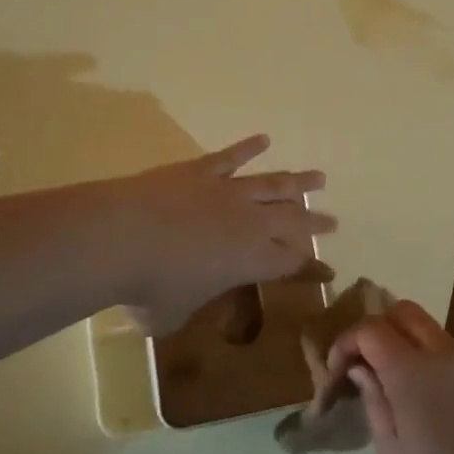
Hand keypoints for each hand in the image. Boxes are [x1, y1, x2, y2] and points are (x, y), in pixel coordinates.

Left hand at [114, 135, 335, 332]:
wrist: (121, 237)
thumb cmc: (150, 287)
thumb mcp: (171, 314)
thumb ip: (182, 310)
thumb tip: (173, 311)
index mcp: (251, 261)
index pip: (292, 264)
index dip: (312, 268)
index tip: (329, 271)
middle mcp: (250, 222)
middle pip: (293, 220)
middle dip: (315, 222)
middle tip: (332, 221)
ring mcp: (227, 192)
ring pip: (273, 183)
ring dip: (298, 181)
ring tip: (319, 178)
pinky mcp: (201, 171)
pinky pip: (231, 156)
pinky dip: (249, 147)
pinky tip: (264, 139)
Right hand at [336, 301, 453, 453]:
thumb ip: (374, 402)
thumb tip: (363, 369)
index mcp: (412, 370)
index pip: (370, 328)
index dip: (347, 342)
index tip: (339, 372)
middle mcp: (446, 354)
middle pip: (405, 312)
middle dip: (380, 328)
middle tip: (369, 365)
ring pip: (435, 334)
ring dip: (411, 348)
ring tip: (405, 393)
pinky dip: (440, 368)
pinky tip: (443, 411)